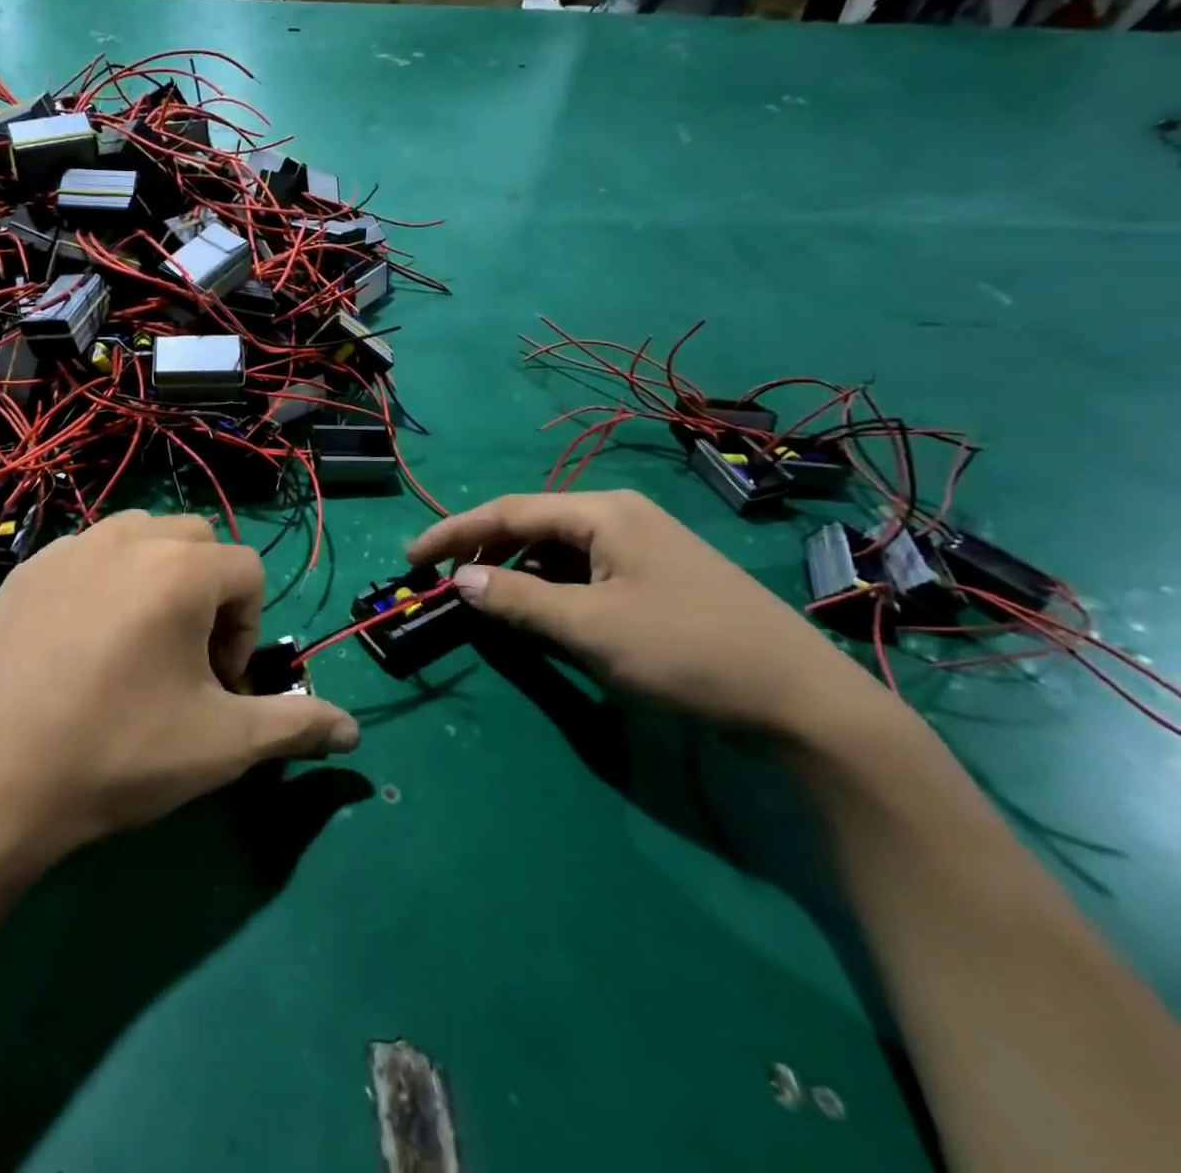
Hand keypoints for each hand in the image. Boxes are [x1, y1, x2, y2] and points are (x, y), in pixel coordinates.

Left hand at [0, 512, 359, 871]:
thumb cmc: (120, 754)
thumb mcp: (223, 745)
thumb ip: (296, 724)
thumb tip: (353, 730)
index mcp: (181, 568)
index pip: (247, 570)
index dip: (247, 629)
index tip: (219, 685)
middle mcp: (127, 538)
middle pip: (197, 542)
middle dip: (208, 593)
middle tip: (185, 661)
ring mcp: (69, 548)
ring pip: (140, 538)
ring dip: (158, 577)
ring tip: (139, 643)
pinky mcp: (27, 570)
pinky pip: (88, 554)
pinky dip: (105, 581)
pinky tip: (83, 645)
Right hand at [408, 490, 885, 739]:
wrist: (803, 703)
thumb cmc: (685, 651)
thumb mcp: (588, 627)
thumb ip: (516, 599)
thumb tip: (460, 578)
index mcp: (603, 512)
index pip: (508, 511)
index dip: (453, 532)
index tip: (410, 557)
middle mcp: (621, 517)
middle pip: (533, 524)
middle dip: (484, 548)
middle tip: (445, 581)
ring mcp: (644, 547)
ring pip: (558, 549)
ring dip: (516, 570)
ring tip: (486, 598)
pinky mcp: (657, 579)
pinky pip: (585, 571)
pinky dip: (551, 587)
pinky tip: (541, 611)